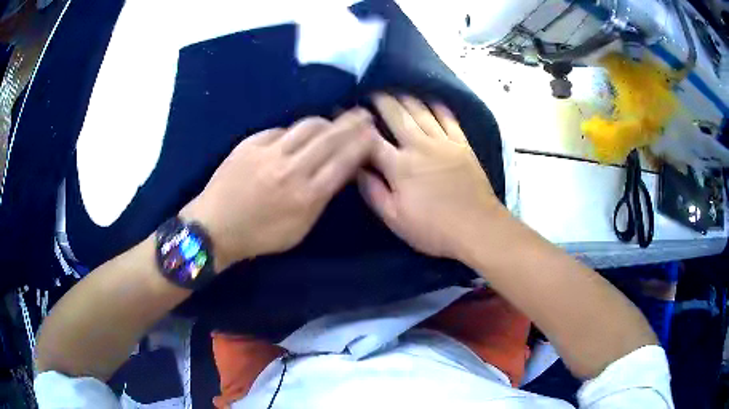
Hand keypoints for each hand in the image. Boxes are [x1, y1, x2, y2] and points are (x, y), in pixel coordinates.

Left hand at [181, 109, 377, 271]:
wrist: (215, 227)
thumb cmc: (260, 236)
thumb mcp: (299, 229)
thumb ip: (321, 199)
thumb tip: (340, 172)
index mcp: (306, 195)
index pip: (343, 161)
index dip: (361, 144)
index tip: (373, 132)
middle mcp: (291, 169)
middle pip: (329, 138)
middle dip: (351, 123)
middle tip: (364, 113)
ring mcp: (269, 152)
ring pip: (307, 126)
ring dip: (326, 121)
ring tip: (334, 120)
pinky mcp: (250, 143)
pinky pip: (280, 129)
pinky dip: (294, 131)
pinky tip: (298, 134)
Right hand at [358, 94, 502, 258]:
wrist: (477, 227)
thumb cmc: (433, 228)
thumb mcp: (395, 219)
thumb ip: (374, 192)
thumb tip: (356, 170)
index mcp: (399, 166)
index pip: (371, 140)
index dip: (356, 127)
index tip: (345, 115)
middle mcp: (419, 146)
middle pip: (396, 116)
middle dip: (382, 102)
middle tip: (372, 94)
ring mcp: (443, 142)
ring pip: (421, 112)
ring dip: (407, 100)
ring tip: (397, 93)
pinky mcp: (462, 145)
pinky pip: (449, 119)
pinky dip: (439, 108)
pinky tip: (432, 101)